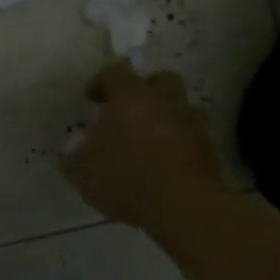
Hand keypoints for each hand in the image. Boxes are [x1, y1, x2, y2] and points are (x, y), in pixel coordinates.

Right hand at [60, 62, 228, 234]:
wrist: (184, 207)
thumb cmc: (126, 177)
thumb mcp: (82, 171)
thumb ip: (73, 157)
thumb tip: (69, 152)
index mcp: (130, 96)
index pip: (115, 72)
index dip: (101, 82)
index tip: (91, 99)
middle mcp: (164, 101)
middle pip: (160, 80)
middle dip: (145, 91)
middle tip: (128, 111)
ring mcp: (192, 125)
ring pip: (180, 109)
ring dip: (165, 118)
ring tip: (148, 142)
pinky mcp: (209, 151)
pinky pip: (191, 138)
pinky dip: (179, 146)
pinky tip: (164, 166)